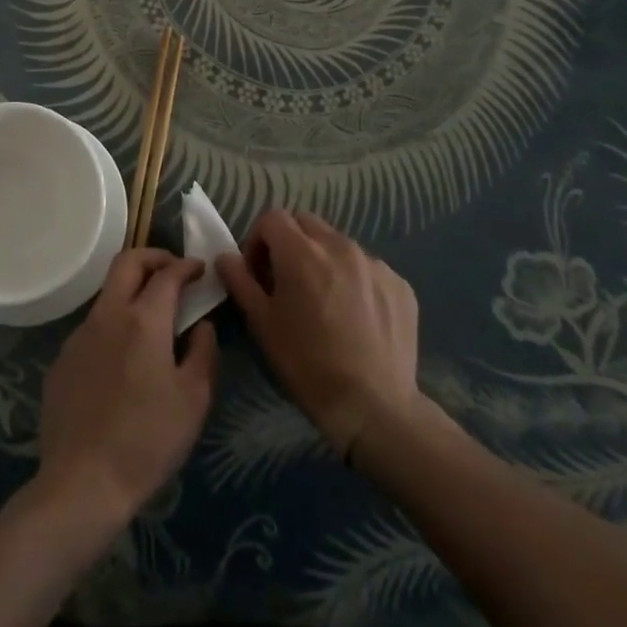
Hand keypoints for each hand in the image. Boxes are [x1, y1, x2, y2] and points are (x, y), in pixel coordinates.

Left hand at [36, 250, 217, 525]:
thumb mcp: (194, 399)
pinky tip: (121, 361)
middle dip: (153, 257)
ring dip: (130, 292)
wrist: (83, 483)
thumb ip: (204, 351)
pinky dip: (112, 327)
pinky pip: (92, 329)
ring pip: (107, 294)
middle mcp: (107, 314)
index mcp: (143, 318)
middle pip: (127, 262)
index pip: (167, 273)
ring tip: (150, 319)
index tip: (199, 270)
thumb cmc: (148, 440)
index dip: (186, 266)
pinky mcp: (62, 360)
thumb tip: (201, 325)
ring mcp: (79, 335)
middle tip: (172, 271)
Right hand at [217, 210, 420, 460]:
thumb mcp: (262, 325)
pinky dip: (355, 281)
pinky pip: (369, 269)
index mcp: (302, 251)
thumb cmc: (308, 365)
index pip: (272, 218)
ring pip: (339, 244)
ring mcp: (375, 263)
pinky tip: (356, 317)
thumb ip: (240, 282)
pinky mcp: (400, 285)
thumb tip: (226, 257)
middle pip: (306, 223)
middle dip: (290, 243)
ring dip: (323, 260)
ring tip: (324, 301)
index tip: (258, 273)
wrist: (375, 408)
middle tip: (287, 281)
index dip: (258, 240)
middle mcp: (340, 245)